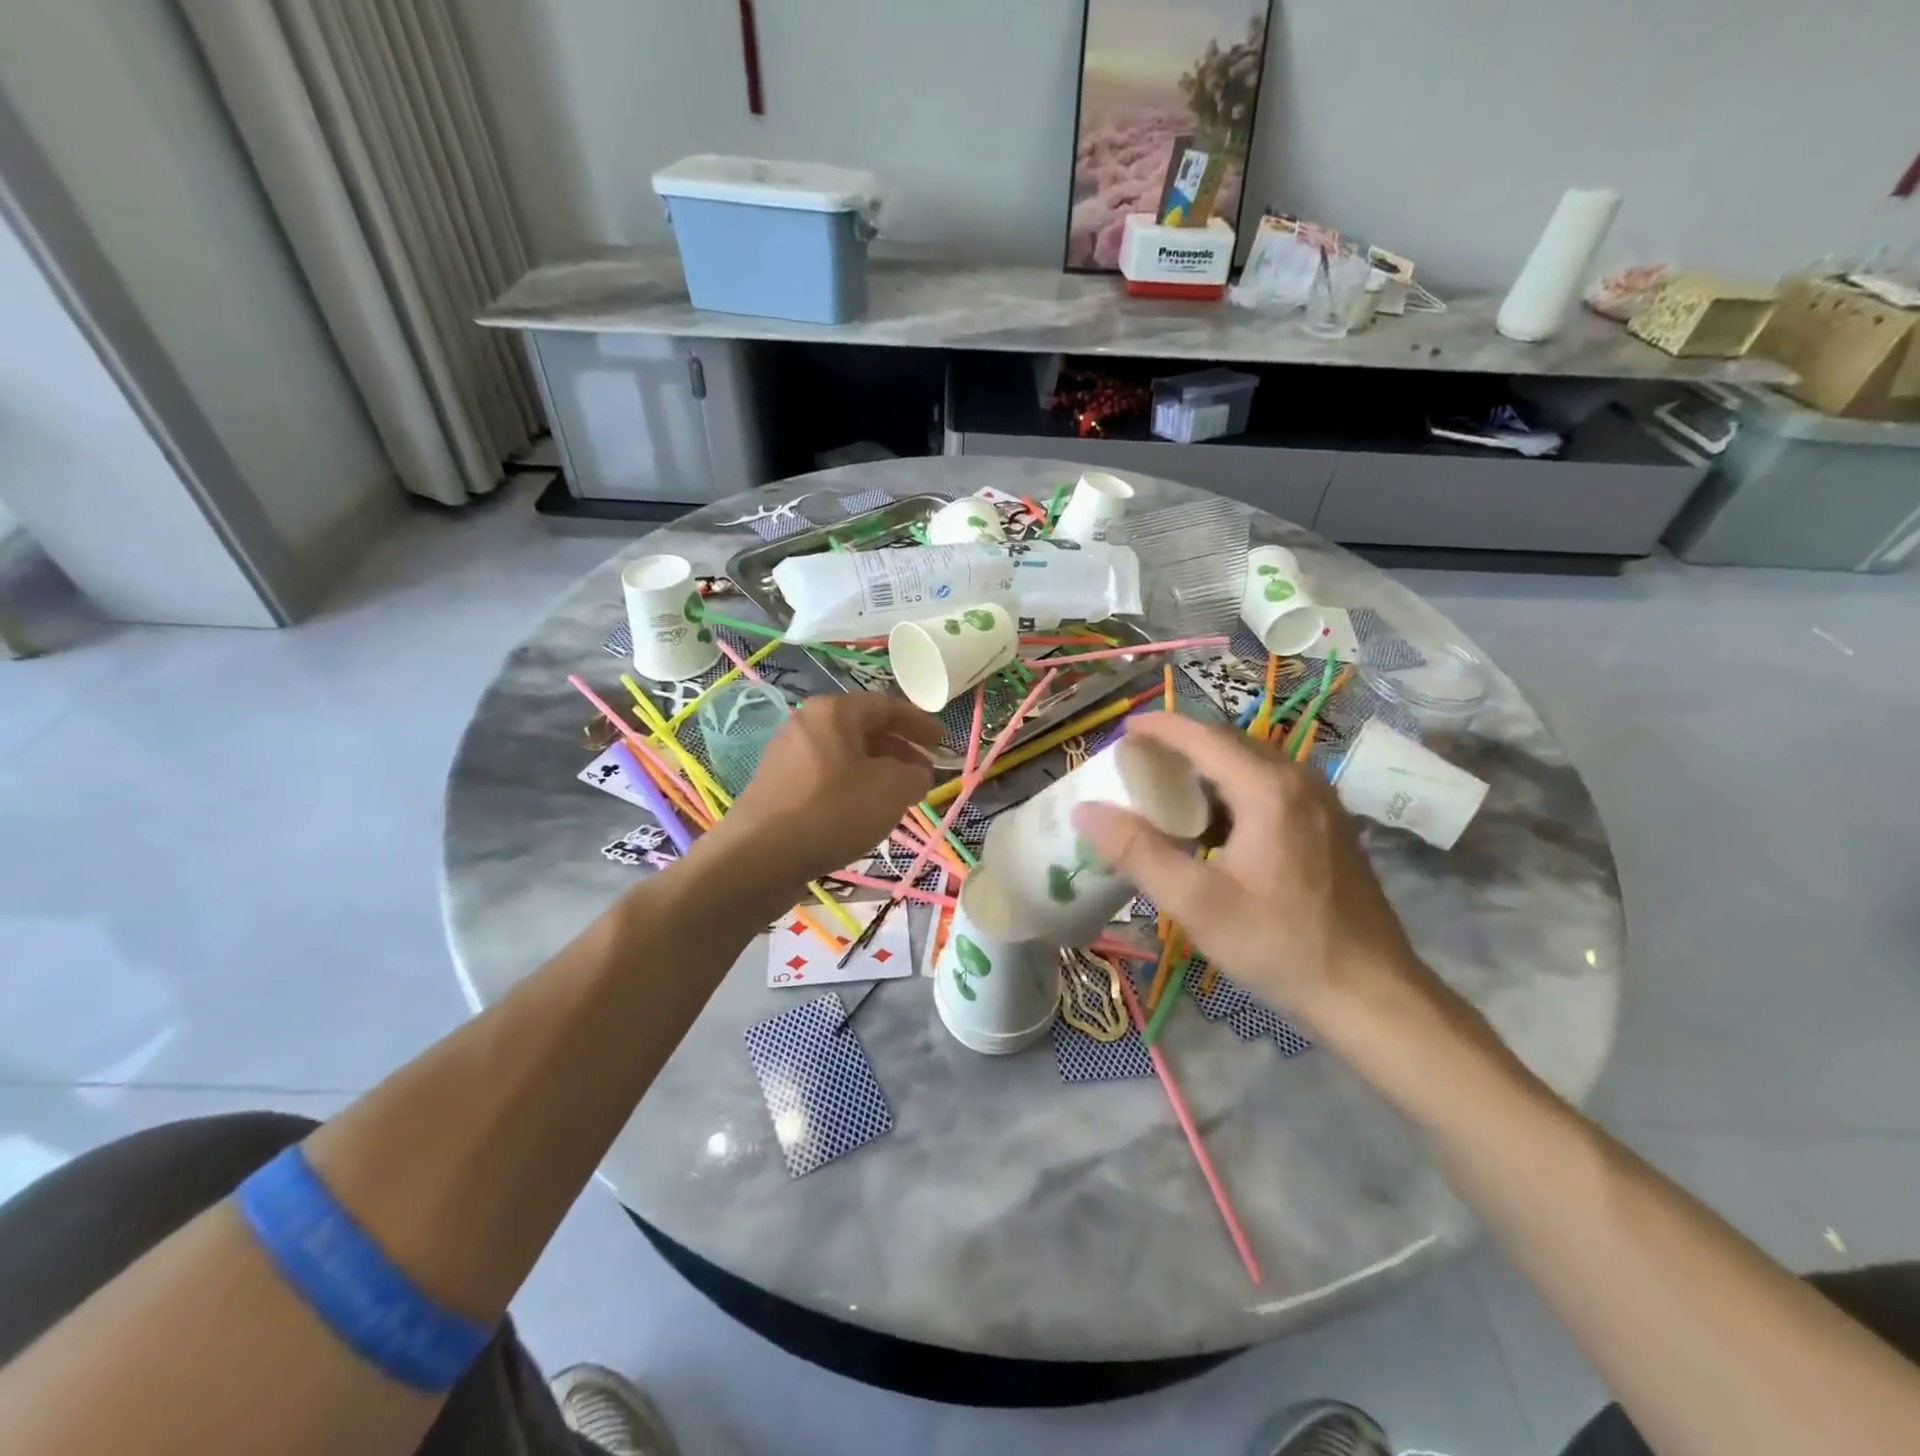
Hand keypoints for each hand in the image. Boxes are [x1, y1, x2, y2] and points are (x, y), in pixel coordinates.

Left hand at [695, 692, 940, 895]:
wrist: (759, 858)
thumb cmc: (833, 811)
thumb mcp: (892, 789)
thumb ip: (915, 774)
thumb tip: (914, 774)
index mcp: (833, 712)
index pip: (887, 706)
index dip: (920, 723)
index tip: (944, 742)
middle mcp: (806, 724)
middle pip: (864, 729)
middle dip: (900, 749)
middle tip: (925, 772)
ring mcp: (787, 756)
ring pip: (845, 756)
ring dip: (878, 771)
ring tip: (900, 796)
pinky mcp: (777, 788)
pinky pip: (826, 778)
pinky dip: (853, 787)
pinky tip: (864, 814)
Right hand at [1072, 713, 1429, 1031]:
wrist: (1370, 994)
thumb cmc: (1279, 945)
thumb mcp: (1196, 902)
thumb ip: (1137, 851)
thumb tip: (1085, 810)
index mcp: (1268, 789)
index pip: (1203, 737)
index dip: (1159, 727)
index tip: (1122, 729)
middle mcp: (1298, 781)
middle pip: (1227, 745)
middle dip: (1179, 747)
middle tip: (1135, 766)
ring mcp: (1319, 802)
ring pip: (1249, 766)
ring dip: (1205, 771)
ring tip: (1165, 793)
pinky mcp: (1327, 825)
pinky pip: (1269, 788)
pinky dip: (1230, 792)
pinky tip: (1211, 827)